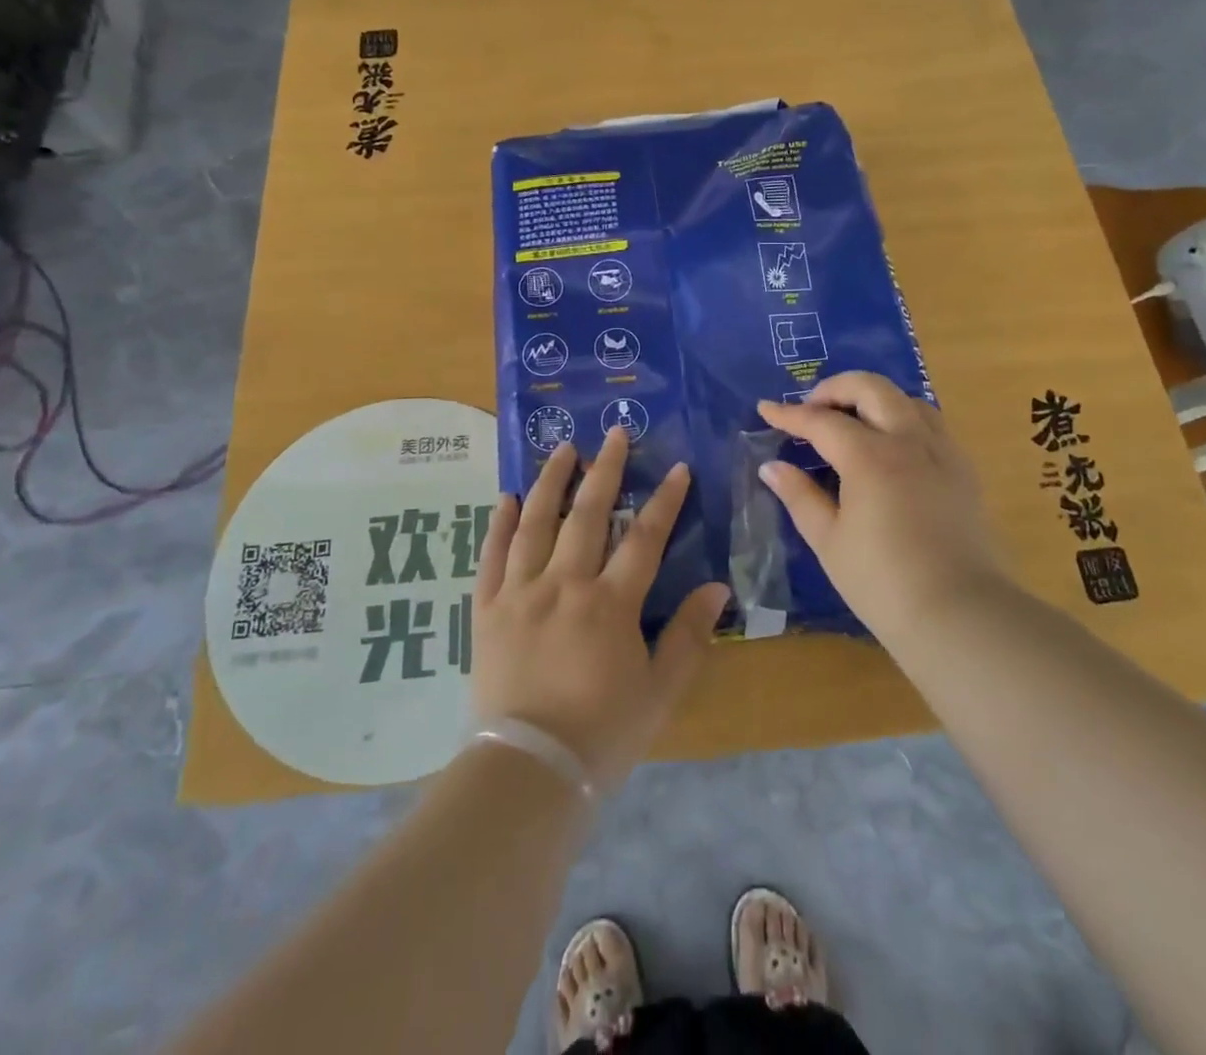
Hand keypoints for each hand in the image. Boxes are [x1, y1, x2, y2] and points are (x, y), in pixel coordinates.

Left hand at [473, 429, 730, 790]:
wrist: (527, 772)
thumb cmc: (601, 734)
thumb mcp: (659, 691)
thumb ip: (688, 636)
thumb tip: (717, 588)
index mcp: (609, 604)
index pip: (644, 538)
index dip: (664, 500)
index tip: (676, 468)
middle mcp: (564, 584)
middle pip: (587, 514)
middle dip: (605, 470)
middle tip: (614, 433)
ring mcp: (520, 593)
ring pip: (535, 523)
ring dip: (551, 481)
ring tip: (562, 448)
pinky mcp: (487, 610)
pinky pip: (492, 556)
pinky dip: (498, 524)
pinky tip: (506, 498)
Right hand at [756, 372, 1002, 645]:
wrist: (961, 616)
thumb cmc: (883, 582)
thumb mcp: (829, 540)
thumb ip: (799, 496)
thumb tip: (772, 467)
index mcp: (870, 457)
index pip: (821, 421)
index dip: (789, 414)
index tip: (766, 409)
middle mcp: (909, 441)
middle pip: (871, 388)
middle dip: (835, 388)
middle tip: (811, 409)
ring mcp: (943, 452)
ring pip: (907, 399)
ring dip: (873, 399)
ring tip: (850, 421)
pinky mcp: (964, 470)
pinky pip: (931, 424)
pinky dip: (902, 418)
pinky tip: (890, 447)